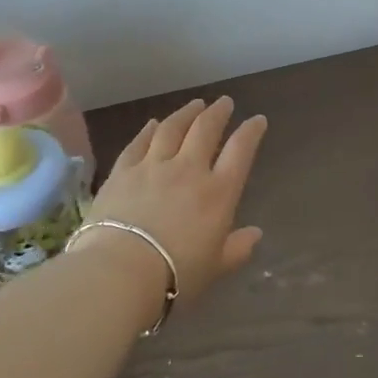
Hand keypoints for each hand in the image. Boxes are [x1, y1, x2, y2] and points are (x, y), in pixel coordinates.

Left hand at [83, 98, 267, 313]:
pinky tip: (153, 123)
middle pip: (206, 129)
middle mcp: (189, 170)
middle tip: (224, 102)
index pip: (241, 150)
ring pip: (172, 128)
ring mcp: (153, 167)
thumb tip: (255, 234)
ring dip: (186, 113)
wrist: (120, 272)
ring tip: (195, 104)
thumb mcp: (216, 267)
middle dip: (218, 112)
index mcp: (218, 193)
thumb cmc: (176, 275)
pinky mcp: (122, 172)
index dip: (251, 131)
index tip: (257, 120)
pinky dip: (148, 130)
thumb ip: (237, 248)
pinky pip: (138, 143)